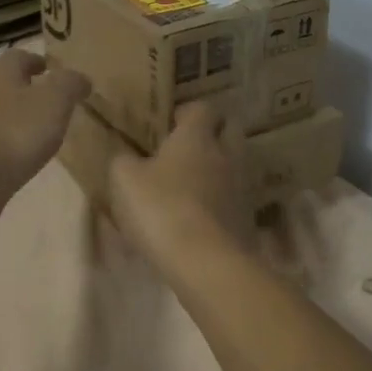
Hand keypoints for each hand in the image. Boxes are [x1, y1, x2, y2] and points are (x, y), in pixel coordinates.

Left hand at [0, 48, 89, 216]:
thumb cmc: (17, 131)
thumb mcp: (55, 101)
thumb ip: (70, 84)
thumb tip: (81, 79)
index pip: (20, 56)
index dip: (39, 62)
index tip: (54, 73)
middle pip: (4, 81)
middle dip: (26, 89)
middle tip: (50, 103)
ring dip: (13, 115)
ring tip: (36, 131)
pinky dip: (3, 138)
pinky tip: (17, 153)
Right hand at [109, 99, 252, 273]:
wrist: (206, 263)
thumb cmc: (161, 209)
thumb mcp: (124, 180)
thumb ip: (123, 160)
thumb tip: (127, 157)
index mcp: (197, 136)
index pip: (202, 107)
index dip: (186, 112)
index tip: (169, 125)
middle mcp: (226, 154)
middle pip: (230, 130)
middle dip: (212, 134)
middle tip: (185, 150)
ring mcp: (242, 187)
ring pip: (235, 165)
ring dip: (218, 169)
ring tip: (190, 186)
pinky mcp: (248, 218)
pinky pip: (235, 199)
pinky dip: (221, 202)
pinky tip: (200, 217)